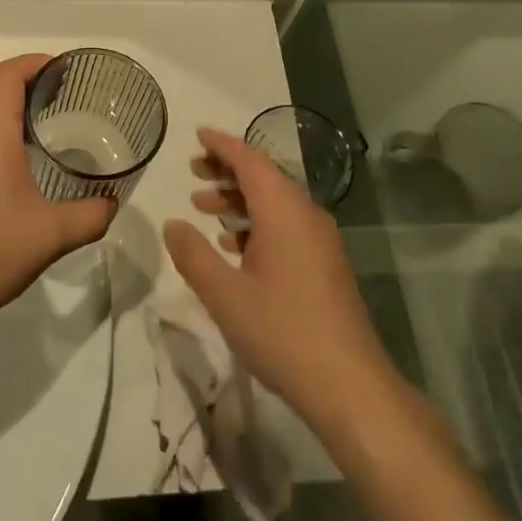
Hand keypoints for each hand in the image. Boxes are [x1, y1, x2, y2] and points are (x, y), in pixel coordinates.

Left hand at [0, 55, 116, 339]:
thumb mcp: (52, 236)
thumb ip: (91, 216)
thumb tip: (112, 203)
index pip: (9, 73)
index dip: (37, 62)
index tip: (67, 69)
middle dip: (22, 70)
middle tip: (58, 86)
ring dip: (4, 93)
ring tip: (43, 112)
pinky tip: (19, 149)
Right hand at [163, 128, 395, 430]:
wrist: (348, 384)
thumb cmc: (282, 332)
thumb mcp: (224, 295)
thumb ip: (193, 255)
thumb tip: (173, 224)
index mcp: (283, 211)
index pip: (250, 160)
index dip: (222, 145)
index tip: (197, 135)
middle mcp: (306, 215)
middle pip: (264, 177)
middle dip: (227, 170)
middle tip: (193, 171)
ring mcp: (320, 240)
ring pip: (275, 203)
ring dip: (239, 199)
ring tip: (203, 207)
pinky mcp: (325, 264)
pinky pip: (286, 226)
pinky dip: (257, 223)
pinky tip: (234, 246)